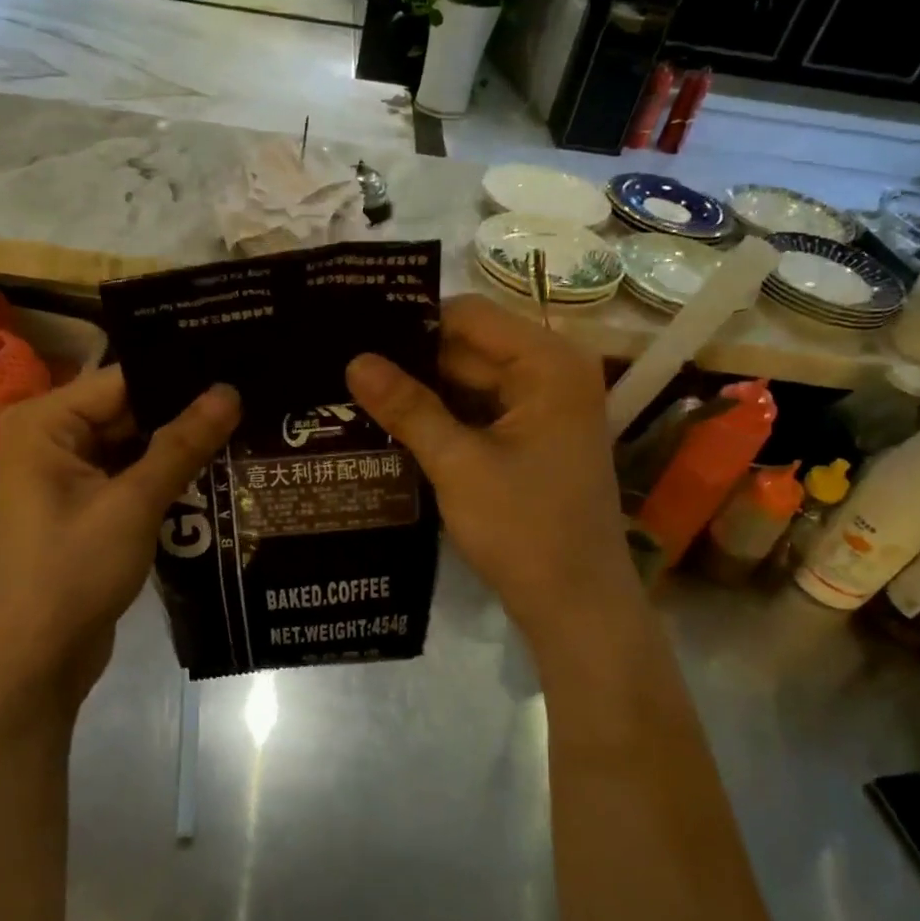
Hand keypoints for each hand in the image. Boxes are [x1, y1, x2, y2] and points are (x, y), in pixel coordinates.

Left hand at [0, 366, 239, 716]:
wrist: (34, 661)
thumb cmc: (73, 573)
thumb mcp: (133, 504)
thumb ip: (182, 444)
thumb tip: (230, 391)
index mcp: (44, 422)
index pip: (124, 381)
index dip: (182, 377)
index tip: (240, 370)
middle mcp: (49, 439)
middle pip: (128, 411)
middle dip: (186, 414)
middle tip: (254, 402)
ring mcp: (64, 476)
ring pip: (133, 446)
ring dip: (180, 448)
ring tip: (248, 430)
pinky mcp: (82, 508)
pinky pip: (129, 477)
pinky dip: (165, 477)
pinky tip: (217, 473)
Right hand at [346, 295, 637, 653]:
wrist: (576, 605)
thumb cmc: (524, 529)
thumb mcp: (458, 465)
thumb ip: (408, 407)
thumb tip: (354, 360)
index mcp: (548, 363)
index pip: (469, 315)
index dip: (412, 322)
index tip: (355, 333)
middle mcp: (551, 372)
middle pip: (468, 347)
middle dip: (410, 360)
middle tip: (342, 366)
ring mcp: (543, 406)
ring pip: (468, 381)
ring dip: (421, 391)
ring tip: (355, 391)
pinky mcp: (532, 437)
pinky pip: (478, 410)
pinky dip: (441, 416)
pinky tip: (391, 422)